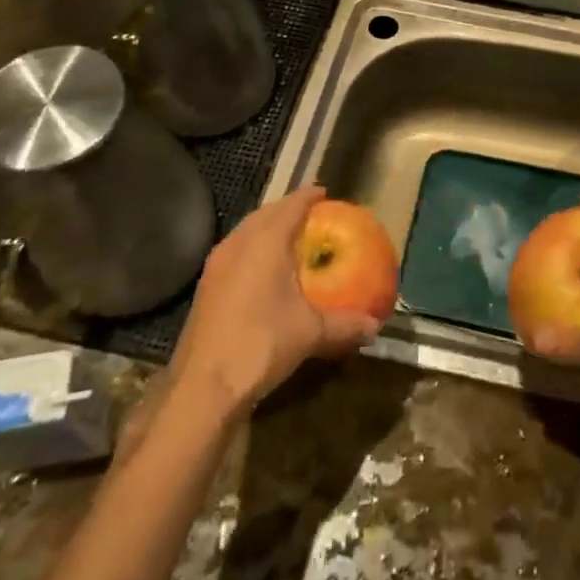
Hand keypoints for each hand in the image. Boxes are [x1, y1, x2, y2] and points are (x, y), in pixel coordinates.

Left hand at [167, 186, 379, 419]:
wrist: (203, 386)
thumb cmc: (261, 344)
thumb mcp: (312, 333)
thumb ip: (345, 324)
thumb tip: (376, 325)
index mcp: (265, 241)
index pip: (291, 205)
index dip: (309, 196)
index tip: (325, 193)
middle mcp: (238, 244)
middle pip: (266, 213)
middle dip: (288, 209)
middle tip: (311, 215)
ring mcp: (217, 265)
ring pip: (246, 232)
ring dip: (267, 228)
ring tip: (289, 237)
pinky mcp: (206, 286)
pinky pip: (235, 252)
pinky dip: (253, 249)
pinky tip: (264, 271)